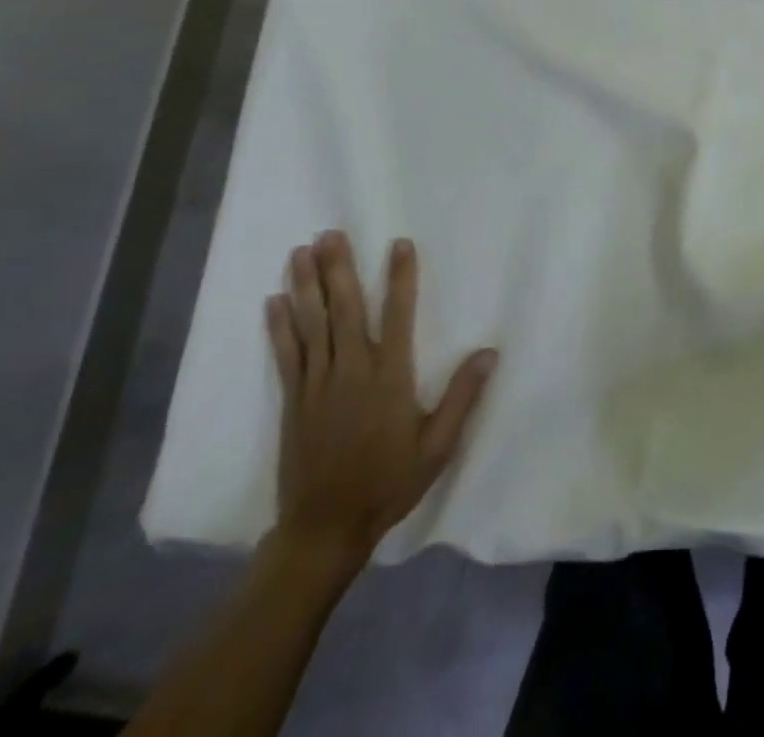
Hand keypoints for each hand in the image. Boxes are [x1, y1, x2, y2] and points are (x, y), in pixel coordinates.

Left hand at [265, 231, 497, 571]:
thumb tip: (489, 352)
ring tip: (301, 251)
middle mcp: (352, 371)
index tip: (399, 244)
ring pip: (312, 324)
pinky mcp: (294, 400)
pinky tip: (274, 300)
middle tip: (330, 233)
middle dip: (339, 269)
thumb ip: (462, 397)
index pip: (397, 315)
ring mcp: (318, 384)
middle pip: (345, 309)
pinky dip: (279, 326)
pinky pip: (286, 355)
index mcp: (390, 378)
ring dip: (307, 285)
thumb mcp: (437, 445)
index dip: (400, 278)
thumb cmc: (388, 482)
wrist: (325, 529)